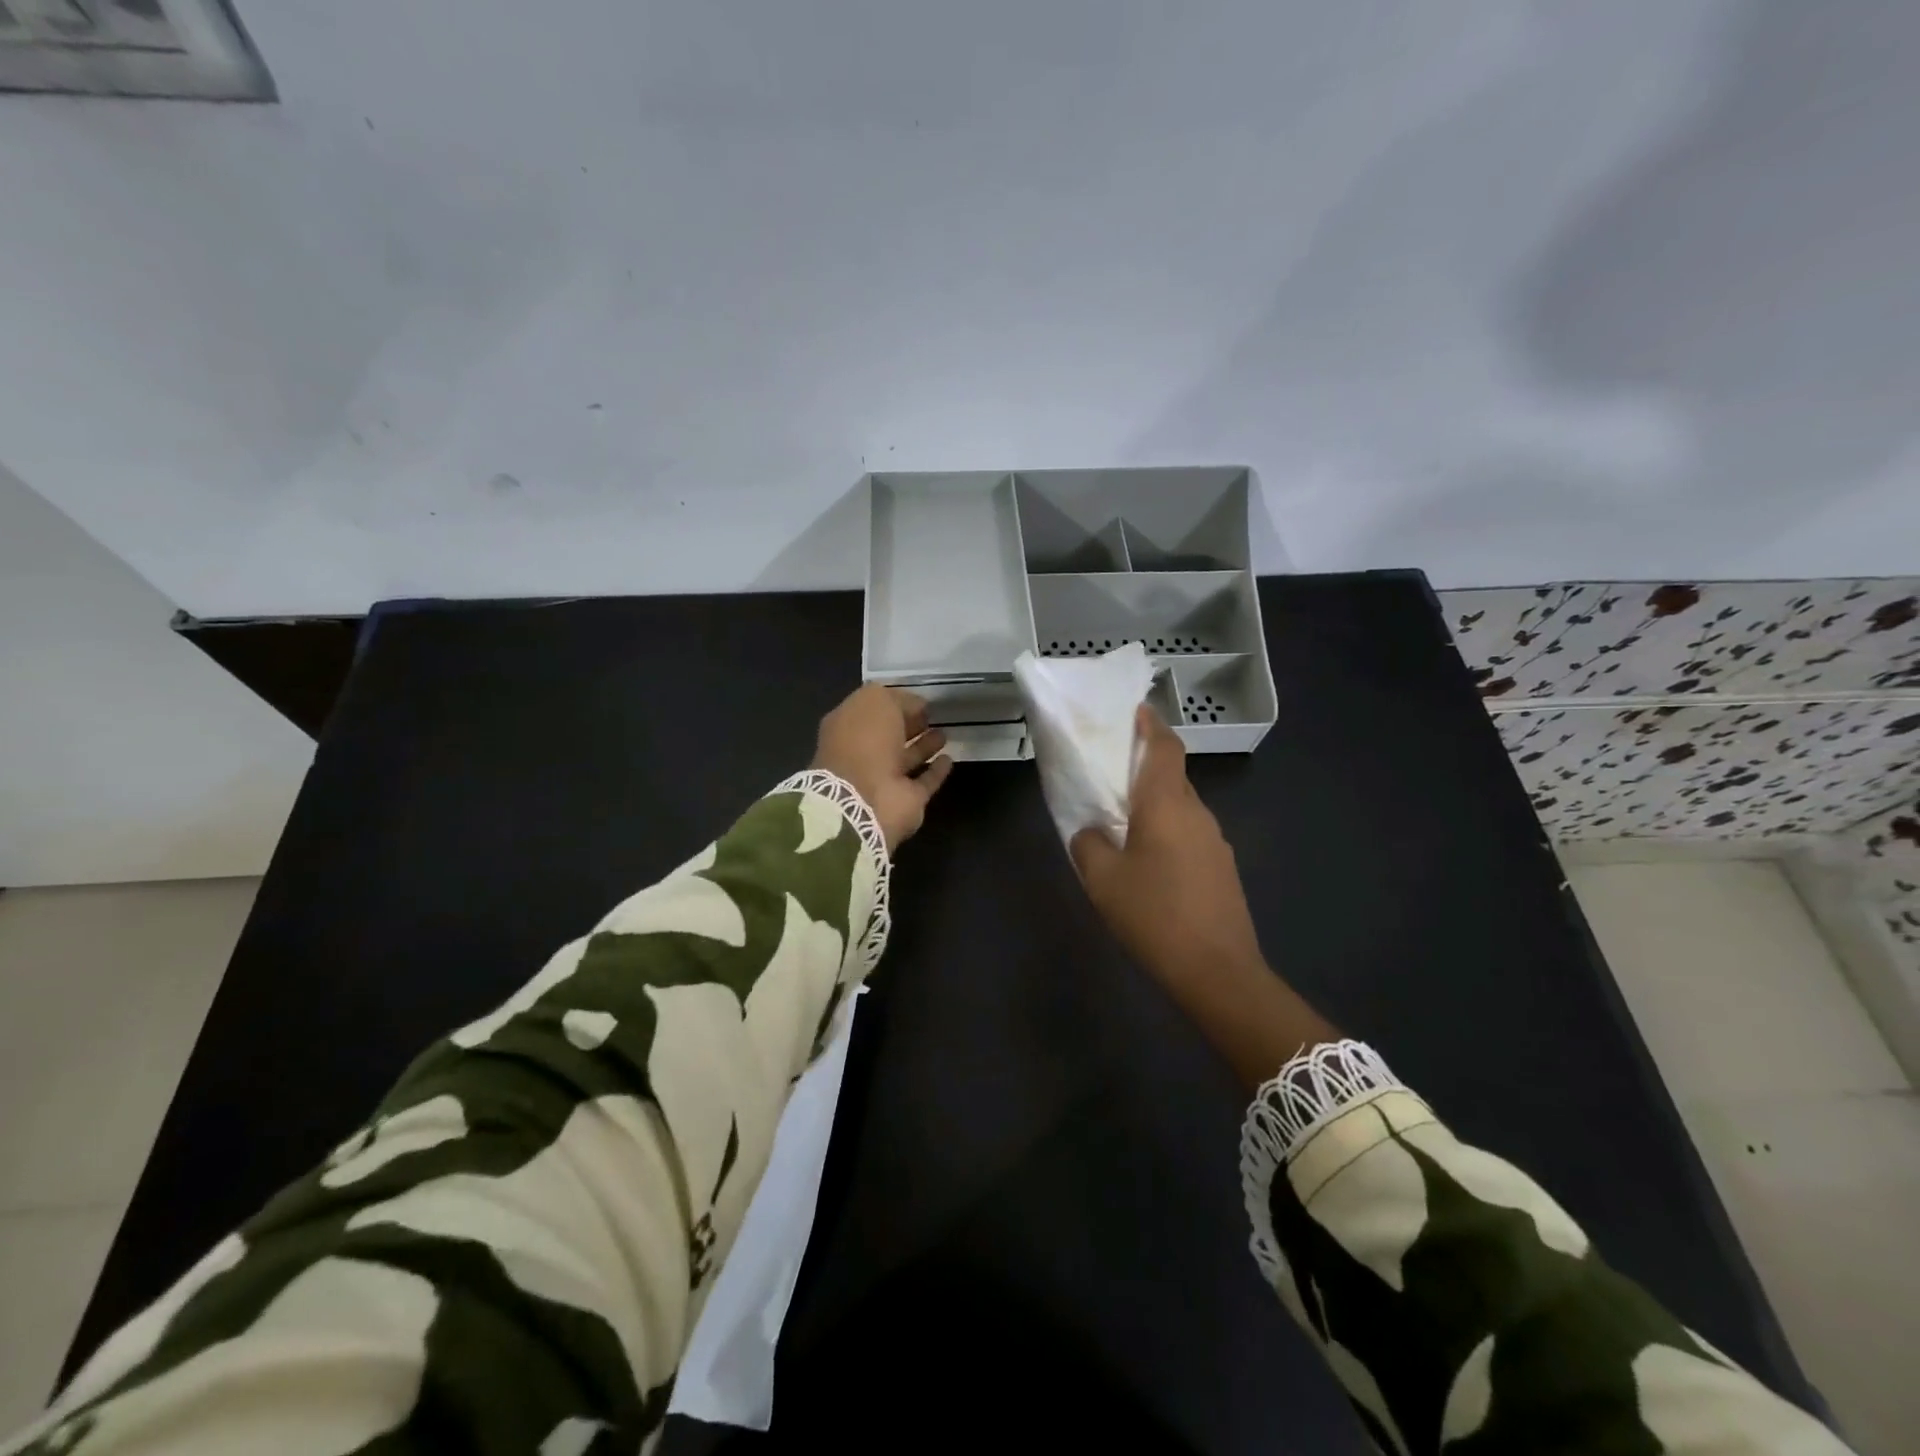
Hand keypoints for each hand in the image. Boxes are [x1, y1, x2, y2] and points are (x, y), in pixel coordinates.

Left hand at [812, 685, 953, 851]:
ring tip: (944, 733)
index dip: (895, 703)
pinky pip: (923, 782)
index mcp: (847, 727)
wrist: (865, 799)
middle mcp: (862, 753)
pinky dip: (935, 772)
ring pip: (906, 758)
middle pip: (889, 735)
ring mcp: (883, 779)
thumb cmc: (864, 741)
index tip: (920, 699)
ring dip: (924, 746)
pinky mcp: (905, 800)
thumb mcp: (876, 701)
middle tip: (932, 715)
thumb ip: (896, 699)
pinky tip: (948, 759)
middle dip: (909, 724)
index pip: (872, 710)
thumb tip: (917, 705)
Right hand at [1070, 706, 1264, 990]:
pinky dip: (1167, 831)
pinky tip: (1148, 861)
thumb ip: (1088, 844)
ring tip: (1123, 822)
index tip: (1134, 711)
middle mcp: (1197, 813)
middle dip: (1145, 767)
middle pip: (1172, 776)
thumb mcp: (1102, 880)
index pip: (1165, 747)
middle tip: (1111, 773)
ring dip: (1155, 804)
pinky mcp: (1222, 868)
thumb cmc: (1154, 916)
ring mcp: (1215, 842)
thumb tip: (1090, 830)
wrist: (1218, 972)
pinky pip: (1189, 834)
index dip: (1150, 725)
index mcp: (1167, 805)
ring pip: (1181, 807)